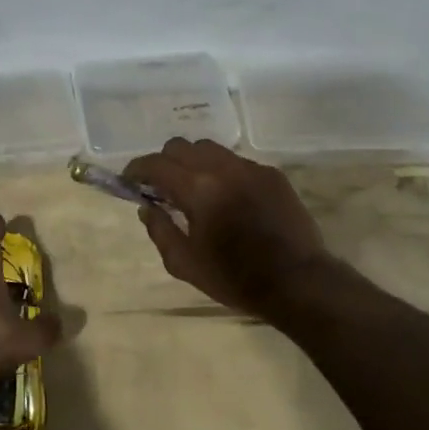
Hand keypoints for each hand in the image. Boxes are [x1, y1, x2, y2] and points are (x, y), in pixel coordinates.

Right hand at [123, 139, 338, 310]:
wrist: (299, 283)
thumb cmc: (235, 278)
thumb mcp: (185, 264)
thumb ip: (160, 230)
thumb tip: (146, 207)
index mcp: (197, 190)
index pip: (156, 164)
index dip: (137, 169)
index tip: (129, 180)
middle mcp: (222, 168)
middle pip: (180, 146)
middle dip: (164, 161)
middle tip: (161, 186)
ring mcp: (250, 168)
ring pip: (209, 148)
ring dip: (193, 162)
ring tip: (194, 187)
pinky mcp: (271, 174)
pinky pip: (236, 161)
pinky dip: (221, 171)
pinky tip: (226, 196)